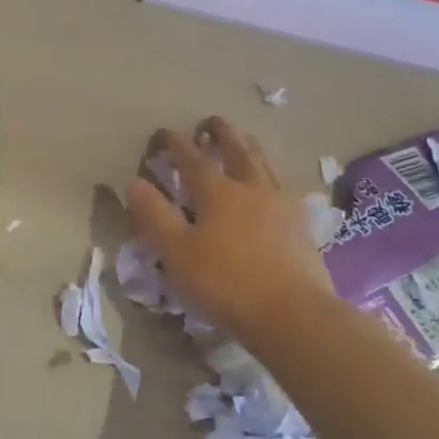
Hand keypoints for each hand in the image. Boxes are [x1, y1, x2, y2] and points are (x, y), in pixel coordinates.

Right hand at [125, 119, 335, 341]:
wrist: (294, 315)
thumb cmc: (226, 282)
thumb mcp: (176, 252)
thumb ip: (154, 215)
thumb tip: (134, 182)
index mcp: (218, 191)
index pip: (191, 157)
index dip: (175, 142)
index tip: (163, 133)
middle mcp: (252, 188)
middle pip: (237, 150)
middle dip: (222, 133)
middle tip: (211, 122)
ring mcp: (282, 205)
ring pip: (265, 164)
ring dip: (250, 147)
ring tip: (244, 141)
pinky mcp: (303, 226)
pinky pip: (285, 188)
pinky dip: (273, 176)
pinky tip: (275, 186)